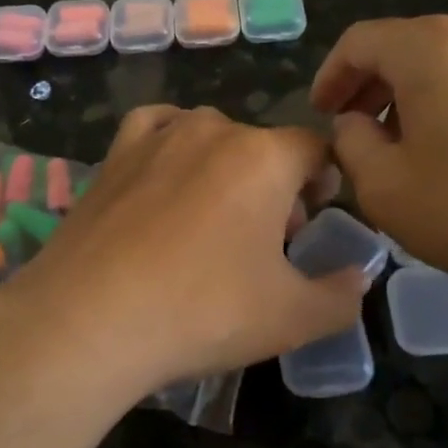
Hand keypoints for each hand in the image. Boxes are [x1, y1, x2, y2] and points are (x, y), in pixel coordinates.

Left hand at [0, 107, 365, 404]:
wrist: (89, 320)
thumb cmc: (203, 311)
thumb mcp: (292, 318)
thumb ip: (341, 296)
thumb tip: (358, 277)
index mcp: (265, 157)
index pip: (314, 149)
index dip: (325, 181)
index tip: (316, 219)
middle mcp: (212, 130)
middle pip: (263, 147)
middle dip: (277, 186)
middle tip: (269, 241)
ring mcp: (157, 137)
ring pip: (211, 135)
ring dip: (227, 167)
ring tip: (217, 216)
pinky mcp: (114, 155)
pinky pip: (155, 128)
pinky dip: (171, 141)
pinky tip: (167, 173)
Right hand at [310, 16, 447, 312]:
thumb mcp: (384, 187)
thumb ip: (351, 143)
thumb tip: (354, 122)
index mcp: (430, 47)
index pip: (360, 41)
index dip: (330, 75)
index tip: (321, 113)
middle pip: (405, 45)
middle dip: (371, 84)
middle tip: (355, 128)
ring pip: (446, 60)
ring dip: (412, 93)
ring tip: (402, 141)